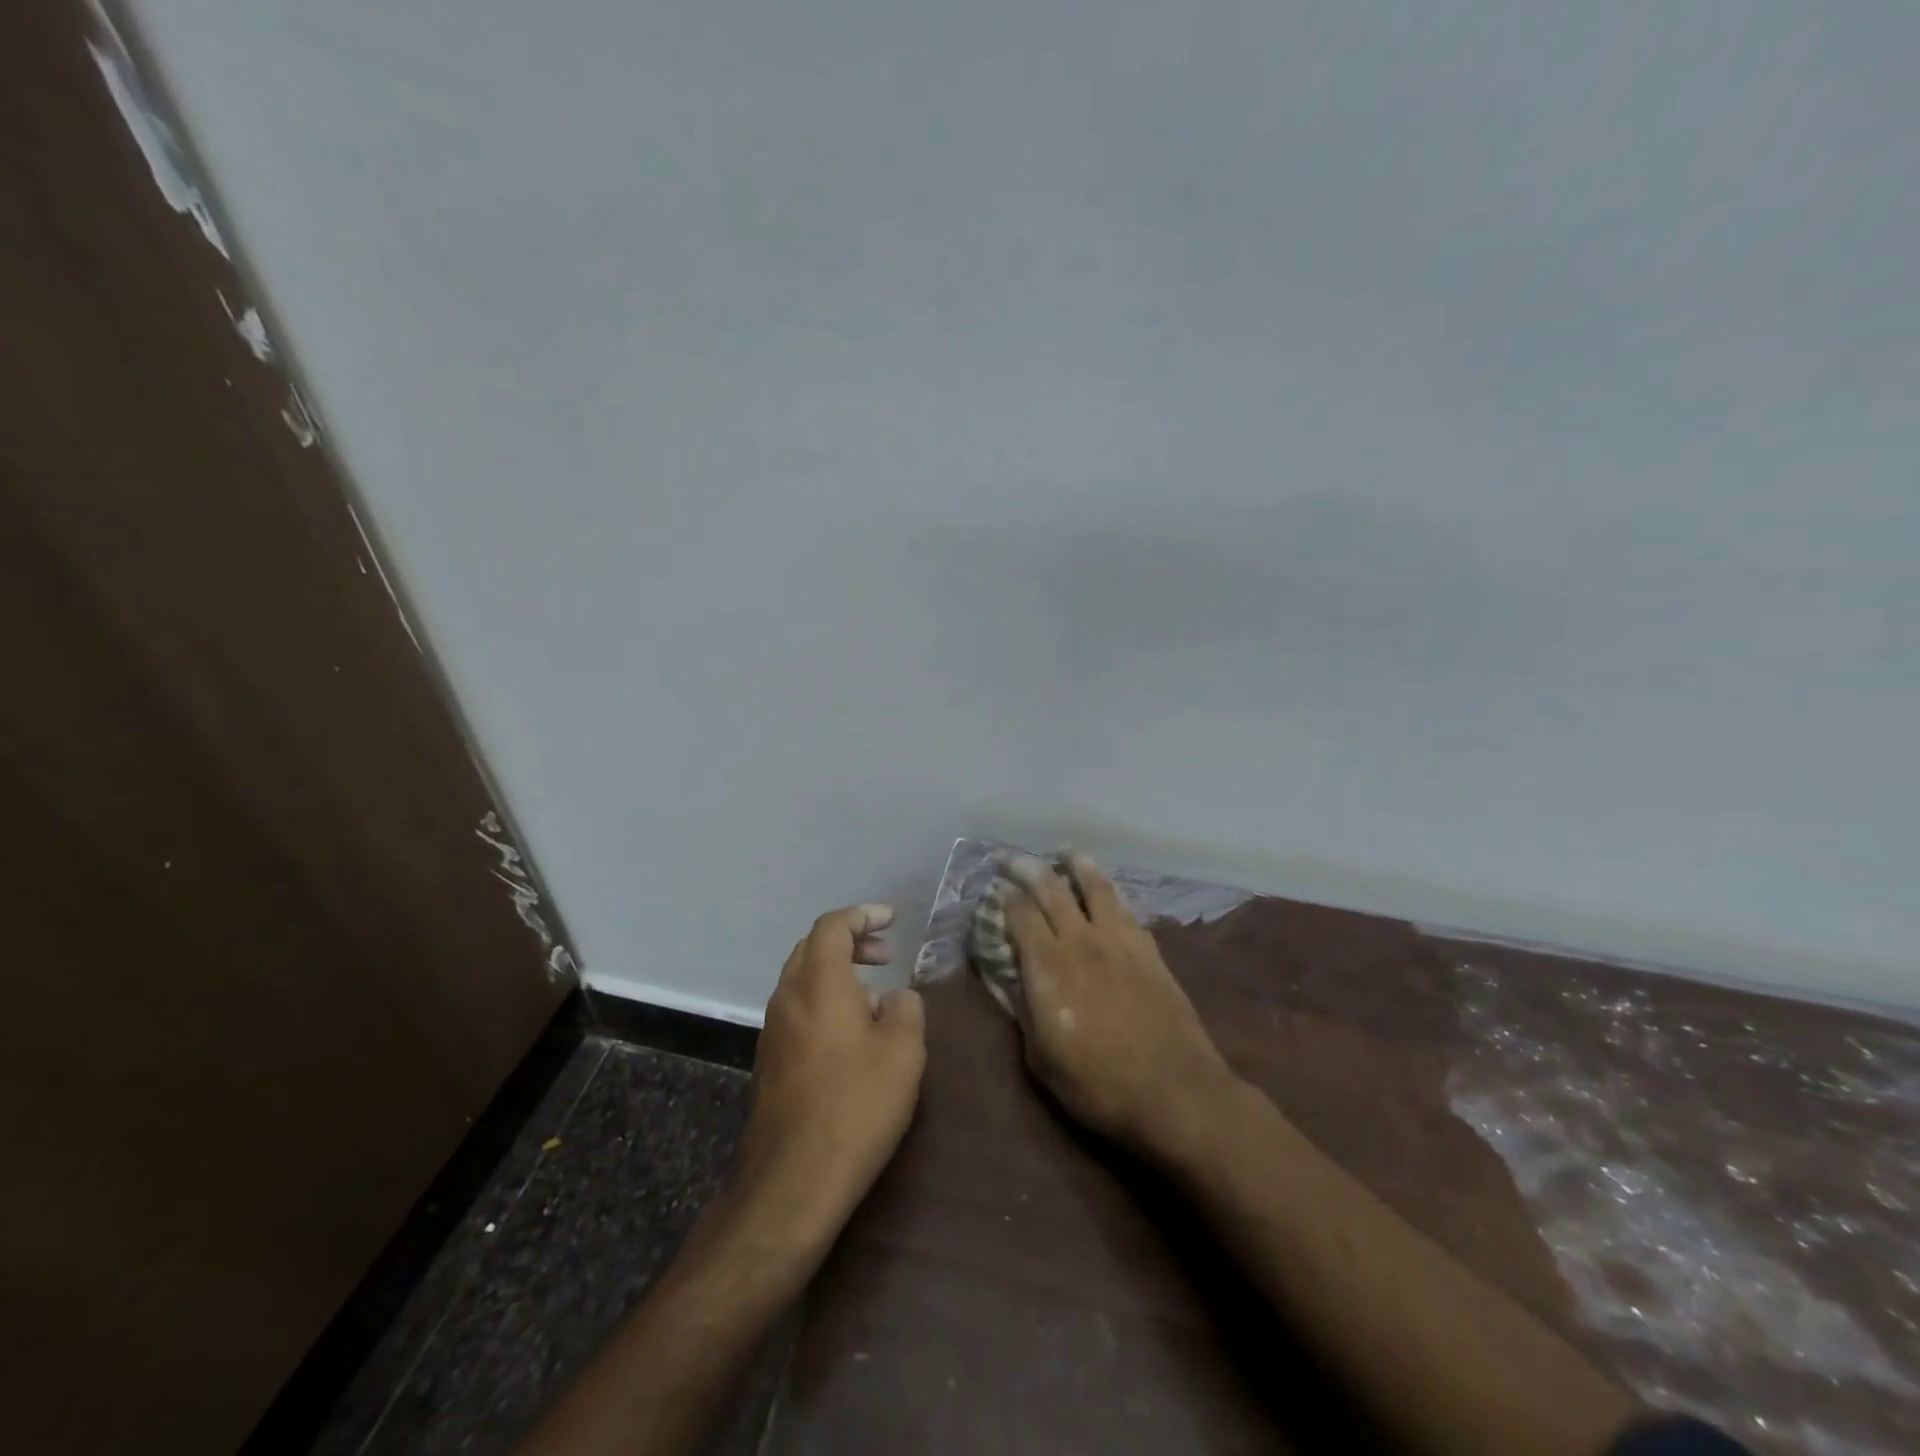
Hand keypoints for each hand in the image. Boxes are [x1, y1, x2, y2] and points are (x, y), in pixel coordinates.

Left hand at [732, 905, 926, 1246]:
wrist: (792, 1180)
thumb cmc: (855, 1106)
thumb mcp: (903, 1052)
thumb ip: (907, 1010)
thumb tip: (897, 998)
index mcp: (819, 982)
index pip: (833, 926)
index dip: (863, 915)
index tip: (892, 919)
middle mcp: (788, 996)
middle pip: (813, 947)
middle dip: (851, 941)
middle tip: (885, 953)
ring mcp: (773, 1030)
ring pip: (803, 979)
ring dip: (838, 973)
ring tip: (876, 996)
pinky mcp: (769, 1061)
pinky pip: (798, 1009)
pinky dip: (825, 1001)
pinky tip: (852, 1035)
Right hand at [999, 852, 1236, 1162]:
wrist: (1176, 1092)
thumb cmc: (1099, 1085)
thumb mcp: (1042, 1059)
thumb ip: (1022, 1010)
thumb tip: (1004, 976)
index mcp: (1049, 967)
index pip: (1020, 916)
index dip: (1004, 898)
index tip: (995, 888)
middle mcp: (1082, 941)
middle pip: (1051, 890)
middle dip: (1028, 868)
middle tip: (1012, 857)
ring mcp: (1120, 941)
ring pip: (1095, 888)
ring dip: (1077, 864)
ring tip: (1066, 852)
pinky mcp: (1149, 949)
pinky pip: (1126, 908)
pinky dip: (1111, 892)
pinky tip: (1108, 891)